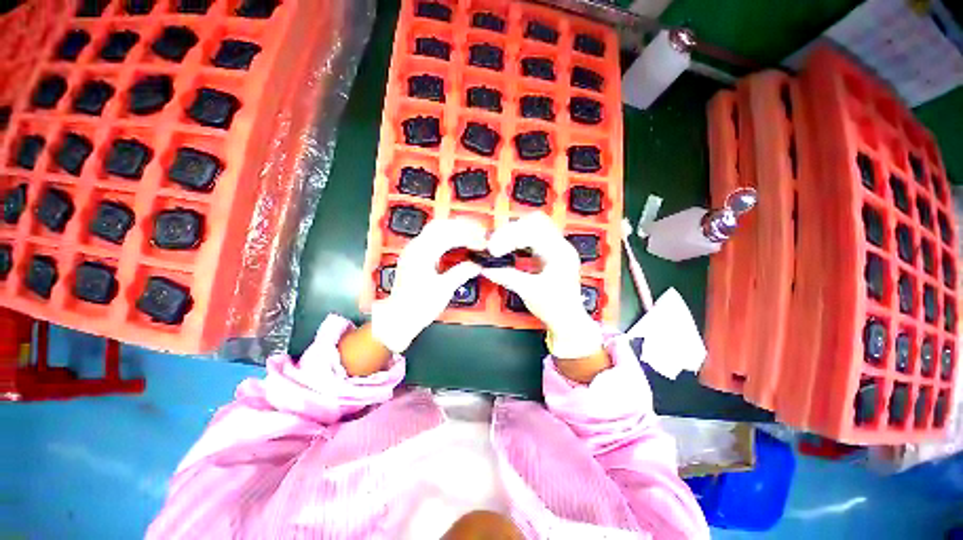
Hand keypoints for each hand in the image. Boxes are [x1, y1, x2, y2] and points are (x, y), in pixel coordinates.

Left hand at [371, 218, 486, 352]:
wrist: (400, 317)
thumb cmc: (418, 306)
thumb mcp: (444, 289)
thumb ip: (461, 273)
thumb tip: (476, 265)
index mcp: (422, 253)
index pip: (448, 234)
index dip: (468, 235)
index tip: (481, 240)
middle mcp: (415, 248)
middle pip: (440, 225)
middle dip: (461, 227)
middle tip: (477, 233)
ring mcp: (413, 251)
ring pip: (435, 230)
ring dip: (454, 231)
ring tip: (469, 236)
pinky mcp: (414, 257)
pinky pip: (432, 239)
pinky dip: (446, 238)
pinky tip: (456, 245)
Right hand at [482, 212, 603, 359]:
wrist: (568, 321)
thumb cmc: (555, 308)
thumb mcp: (529, 292)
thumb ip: (507, 276)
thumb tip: (486, 267)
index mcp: (560, 253)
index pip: (533, 232)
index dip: (510, 237)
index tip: (493, 249)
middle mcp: (560, 246)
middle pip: (535, 222)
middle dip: (511, 231)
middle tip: (494, 245)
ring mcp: (556, 249)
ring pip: (534, 228)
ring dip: (514, 234)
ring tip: (499, 246)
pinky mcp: (549, 254)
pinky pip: (532, 239)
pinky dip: (518, 241)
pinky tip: (508, 250)